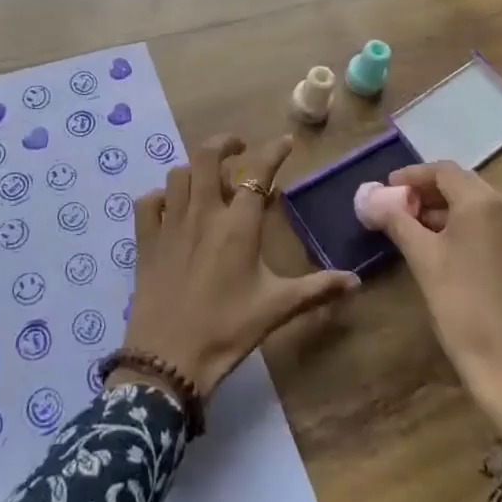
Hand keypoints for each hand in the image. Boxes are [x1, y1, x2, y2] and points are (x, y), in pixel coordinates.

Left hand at [116, 134, 359, 396]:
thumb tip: (356, 281)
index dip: (274, 152)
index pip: (258, 172)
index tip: (287, 142)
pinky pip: (148, 202)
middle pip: (207, 156)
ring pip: (178, 174)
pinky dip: (161, 197)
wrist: (169, 359)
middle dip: (225, 144)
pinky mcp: (146, 240)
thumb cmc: (228, 330)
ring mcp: (170, 224)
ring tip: (208, 181)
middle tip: (239, 149)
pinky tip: (171, 207)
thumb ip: (317, 289)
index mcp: (238, 224)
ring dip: (195, 170)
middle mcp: (203, 213)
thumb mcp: (277, 308)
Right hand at [370, 161, 501, 455]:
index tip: (385, 190)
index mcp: (485, 203)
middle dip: (426, 192)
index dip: (411, 176)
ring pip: (476, 206)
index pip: (443, 171)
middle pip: (462, 185)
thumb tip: (370, 196)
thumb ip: (396, 220)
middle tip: (395, 208)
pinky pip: (489, 226)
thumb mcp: (423, 259)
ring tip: (410, 228)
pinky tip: (439, 248)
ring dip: (443, 210)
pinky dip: (462, 227)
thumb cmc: (464, 307)